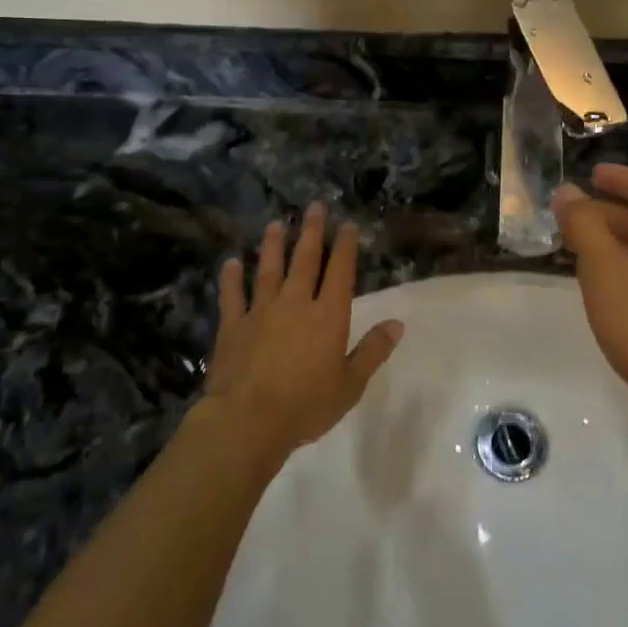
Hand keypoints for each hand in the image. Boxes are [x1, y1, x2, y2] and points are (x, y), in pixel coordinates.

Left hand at [202, 203, 404, 460]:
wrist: (248, 420)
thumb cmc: (306, 405)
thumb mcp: (351, 384)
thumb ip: (373, 351)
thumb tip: (397, 323)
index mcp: (328, 316)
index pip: (340, 272)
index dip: (345, 246)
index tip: (347, 225)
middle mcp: (296, 303)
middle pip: (305, 260)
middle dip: (311, 232)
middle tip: (313, 206)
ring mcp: (261, 311)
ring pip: (269, 270)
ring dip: (273, 246)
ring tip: (275, 224)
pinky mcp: (233, 325)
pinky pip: (232, 295)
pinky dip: (231, 278)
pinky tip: (230, 263)